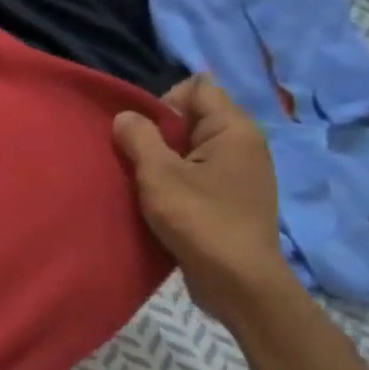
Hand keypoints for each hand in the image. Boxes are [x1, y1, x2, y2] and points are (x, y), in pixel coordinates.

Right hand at [113, 75, 291, 320]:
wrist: (239, 282)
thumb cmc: (200, 220)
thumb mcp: (159, 175)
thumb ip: (139, 137)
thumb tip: (125, 116)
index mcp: (233, 129)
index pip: (197, 87)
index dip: (163, 101)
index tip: (143, 132)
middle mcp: (243, 144)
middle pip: (192, 116)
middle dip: (159, 131)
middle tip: (136, 160)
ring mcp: (240, 172)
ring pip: (191, 147)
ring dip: (163, 158)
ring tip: (143, 182)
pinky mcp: (231, 197)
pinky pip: (197, 171)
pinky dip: (175, 179)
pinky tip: (159, 200)